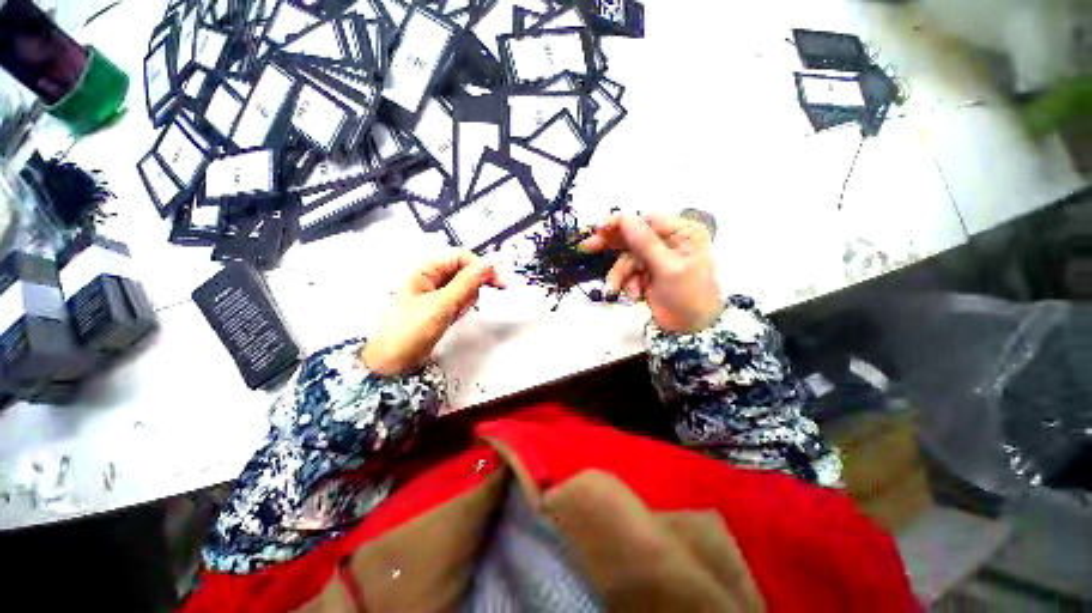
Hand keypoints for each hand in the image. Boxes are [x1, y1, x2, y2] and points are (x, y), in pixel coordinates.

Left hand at [361, 251, 503, 375]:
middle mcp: (431, 278)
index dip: (481, 266)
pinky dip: (462, 307)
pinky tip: (454, 317)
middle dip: (474, 284)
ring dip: (468, 298)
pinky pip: (460, 300)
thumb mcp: (441, 305)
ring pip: (465, 287)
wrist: (390, 364)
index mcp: (425, 270)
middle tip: (480, 297)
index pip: (461, 257)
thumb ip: (467, 283)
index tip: (499, 280)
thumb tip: (489, 264)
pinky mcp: (440, 308)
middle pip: (464, 270)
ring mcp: (436, 294)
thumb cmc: (408, 332)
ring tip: (456, 312)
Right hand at [581, 213, 721, 333]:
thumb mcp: (668, 268)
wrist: (689, 329)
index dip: (621, 223)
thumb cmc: (688, 296)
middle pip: (632, 236)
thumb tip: (624, 219)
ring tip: (629, 291)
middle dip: (612, 246)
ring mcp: (655, 258)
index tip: (600, 229)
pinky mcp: (646, 273)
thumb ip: (645, 243)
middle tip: (587, 247)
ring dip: (622, 275)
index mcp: (681, 232)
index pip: (646, 220)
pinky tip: (636, 294)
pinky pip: (627, 272)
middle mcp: (668, 241)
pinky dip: (627, 283)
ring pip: (626, 258)